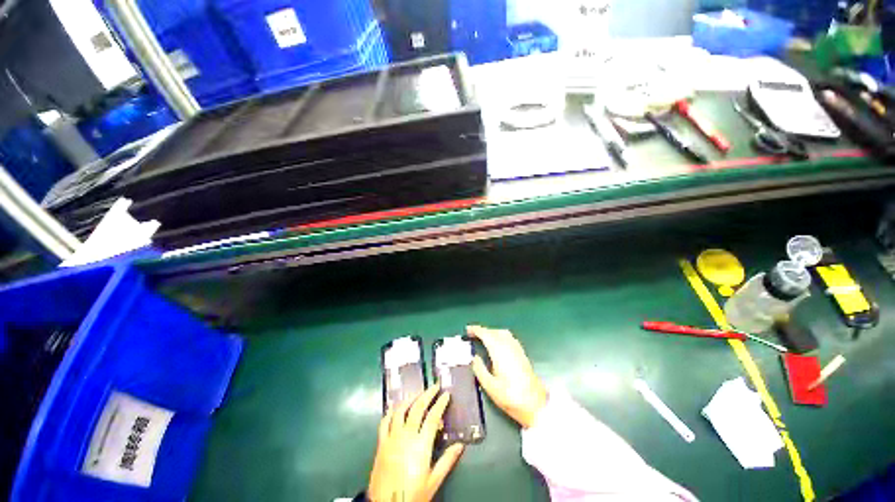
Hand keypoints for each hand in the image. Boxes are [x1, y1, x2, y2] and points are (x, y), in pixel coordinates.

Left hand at [368, 385, 464, 501]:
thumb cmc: (412, 495)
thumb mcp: (433, 481)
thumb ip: (447, 461)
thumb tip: (460, 445)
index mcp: (420, 445)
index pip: (433, 417)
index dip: (440, 404)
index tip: (446, 395)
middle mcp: (406, 436)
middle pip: (417, 408)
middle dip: (427, 394)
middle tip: (434, 387)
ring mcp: (391, 438)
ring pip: (400, 410)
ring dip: (410, 399)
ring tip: (418, 393)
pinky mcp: (381, 443)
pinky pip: (385, 422)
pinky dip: (390, 412)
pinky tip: (395, 407)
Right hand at [468, 325, 546, 428]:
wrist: (535, 404)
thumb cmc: (510, 396)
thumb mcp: (490, 386)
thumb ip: (480, 369)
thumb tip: (474, 358)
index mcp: (499, 351)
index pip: (486, 334)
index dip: (476, 330)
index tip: (468, 330)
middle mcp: (509, 346)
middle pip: (494, 331)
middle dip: (483, 331)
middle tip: (473, 335)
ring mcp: (517, 349)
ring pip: (503, 333)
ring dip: (492, 332)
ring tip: (484, 338)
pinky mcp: (522, 354)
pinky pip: (509, 338)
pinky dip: (500, 336)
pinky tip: (498, 344)